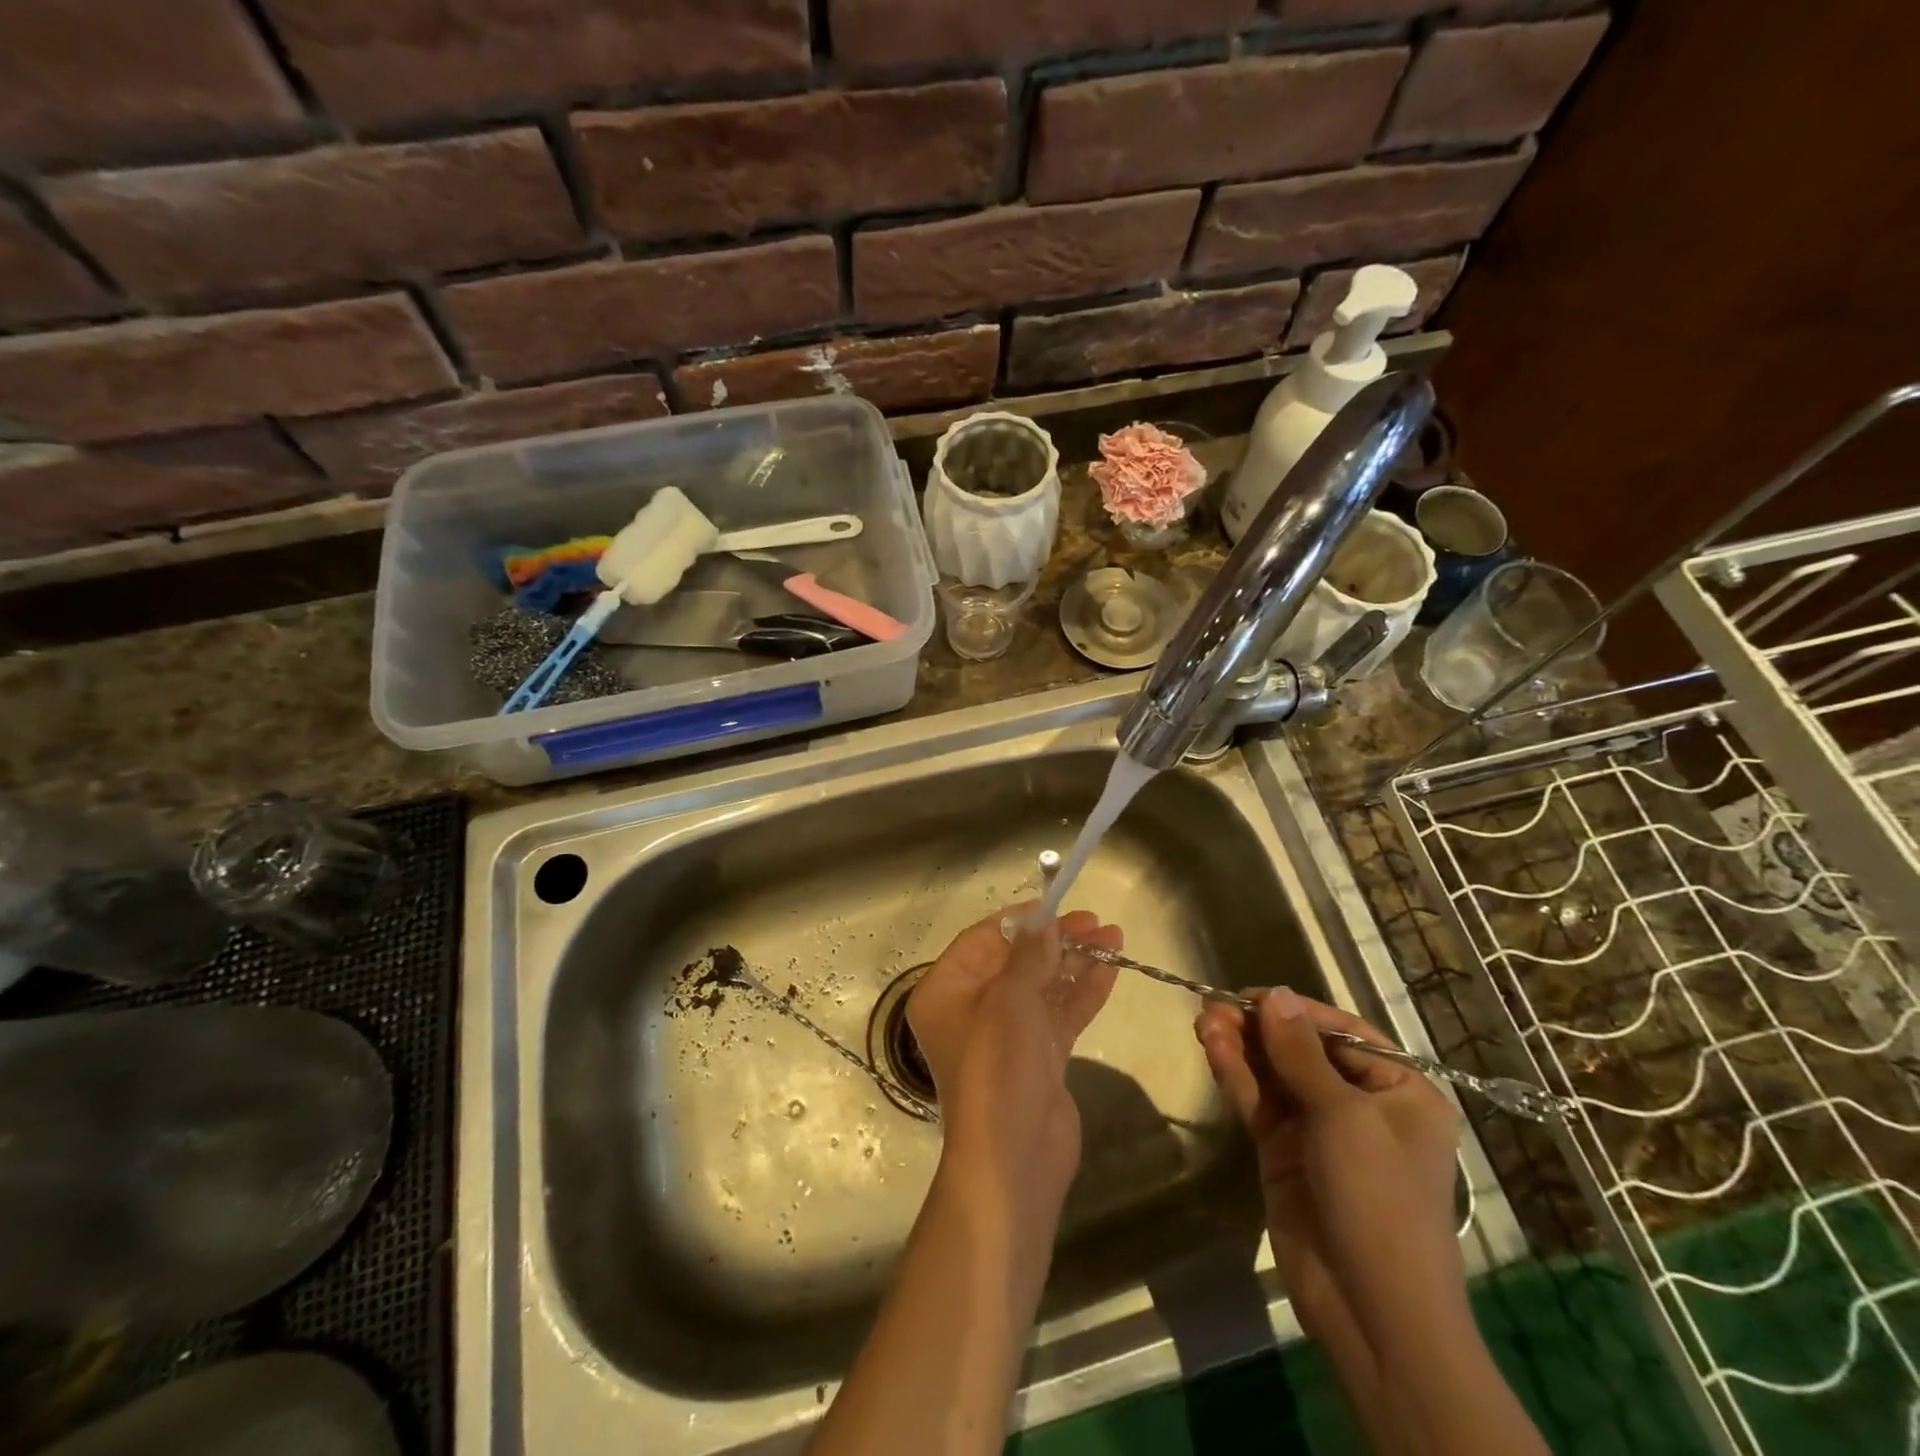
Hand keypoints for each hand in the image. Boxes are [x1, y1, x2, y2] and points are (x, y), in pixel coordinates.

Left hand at [908, 906, 1121, 1213]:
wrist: (1015, 1159)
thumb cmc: (998, 1068)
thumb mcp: (1010, 1000)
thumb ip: (1029, 956)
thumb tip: (1045, 923)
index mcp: (947, 991)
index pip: (983, 939)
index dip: (1021, 920)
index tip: (1058, 905)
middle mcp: (972, 1008)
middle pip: (1016, 960)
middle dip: (1057, 940)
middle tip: (1096, 922)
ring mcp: (1007, 1034)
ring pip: (1043, 985)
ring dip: (1076, 962)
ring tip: (1114, 936)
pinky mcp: (1038, 1057)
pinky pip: (1060, 1014)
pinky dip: (1083, 992)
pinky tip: (1111, 970)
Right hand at [1195, 988, 1460, 1343]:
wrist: (1372, 1311)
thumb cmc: (1379, 1200)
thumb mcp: (1344, 1117)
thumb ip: (1301, 1053)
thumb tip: (1274, 993)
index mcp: (1399, 1090)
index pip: (1342, 1032)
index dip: (1295, 1010)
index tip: (1249, 994)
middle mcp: (1361, 1103)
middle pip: (1302, 1050)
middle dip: (1259, 1028)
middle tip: (1213, 1008)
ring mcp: (1319, 1129)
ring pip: (1274, 1073)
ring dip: (1241, 1048)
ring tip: (1204, 1022)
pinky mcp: (1284, 1151)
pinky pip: (1260, 1101)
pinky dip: (1237, 1075)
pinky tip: (1212, 1050)